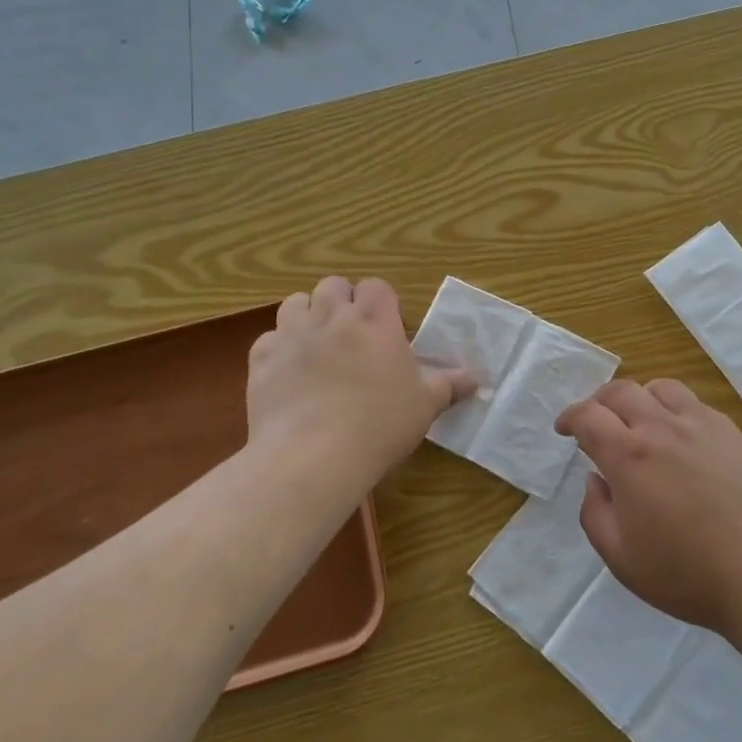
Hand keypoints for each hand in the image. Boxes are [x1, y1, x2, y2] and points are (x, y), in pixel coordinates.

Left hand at [247, 277, 475, 487]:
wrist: (313, 455)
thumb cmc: (380, 426)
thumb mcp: (425, 406)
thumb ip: (450, 385)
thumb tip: (480, 378)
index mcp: (375, 322)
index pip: (376, 287)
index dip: (380, 302)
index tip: (386, 327)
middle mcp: (332, 318)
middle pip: (333, 286)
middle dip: (342, 301)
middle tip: (351, 334)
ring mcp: (292, 335)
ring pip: (296, 302)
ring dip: (307, 315)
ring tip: (317, 344)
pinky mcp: (261, 359)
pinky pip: (268, 339)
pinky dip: (278, 349)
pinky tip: (288, 373)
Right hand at [555, 378, 741, 637]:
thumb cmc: (689, 574)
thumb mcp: (622, 559)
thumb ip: (595, 514)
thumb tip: (595, 480)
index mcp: (629, 456)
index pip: (588, 415)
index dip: (569, 418)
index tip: (564, 429)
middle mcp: (663, 428)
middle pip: (621, 391)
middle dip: (598, 401)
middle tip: (594, 422)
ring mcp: (702, 425)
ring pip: (661, 388)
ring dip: (639, 399)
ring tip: (638, 422)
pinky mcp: (733, 433)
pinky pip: (694, 404)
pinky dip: (674, 410)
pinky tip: (680, 438)